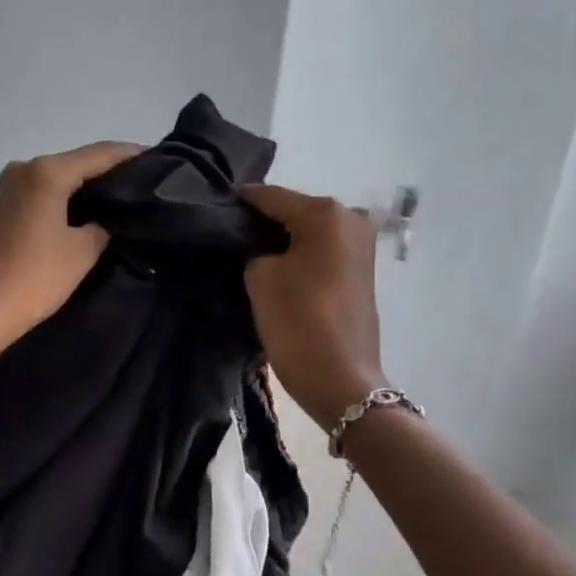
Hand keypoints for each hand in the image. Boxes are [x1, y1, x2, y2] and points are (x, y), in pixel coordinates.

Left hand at [0, 142, 140, 365]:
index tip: (160, 161)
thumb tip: (107, 219)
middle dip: (109, 173)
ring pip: (59, 179)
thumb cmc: (34, 279)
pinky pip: (44, 194)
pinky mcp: (2, 207)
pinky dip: (66, 200)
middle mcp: (25, 168)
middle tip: (144, 186)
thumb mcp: (81, 253)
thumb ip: (102, 226)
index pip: (100, 154)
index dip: (131, 156)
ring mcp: (9, 187)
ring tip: (121, 201)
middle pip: (77, 163)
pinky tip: (88, 213)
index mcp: (47, 172)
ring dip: (87, 188)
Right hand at [241, 184, 388, 430]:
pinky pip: (321, 252)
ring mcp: (361, 246)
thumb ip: (255, 251)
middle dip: (262, 223)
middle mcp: (350, 219)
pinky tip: (275, 267)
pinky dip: (299, 256)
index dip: (240, 202)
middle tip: (229, 235)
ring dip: (281, 241)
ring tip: (248, 254)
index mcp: (326, 213)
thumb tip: (261, 249)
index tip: (214, 206)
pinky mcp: (360, 271)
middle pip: (294, 212)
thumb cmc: (298, 321)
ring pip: (308, 233)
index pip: (271, 197)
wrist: (340, 379)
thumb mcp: (260, 278)